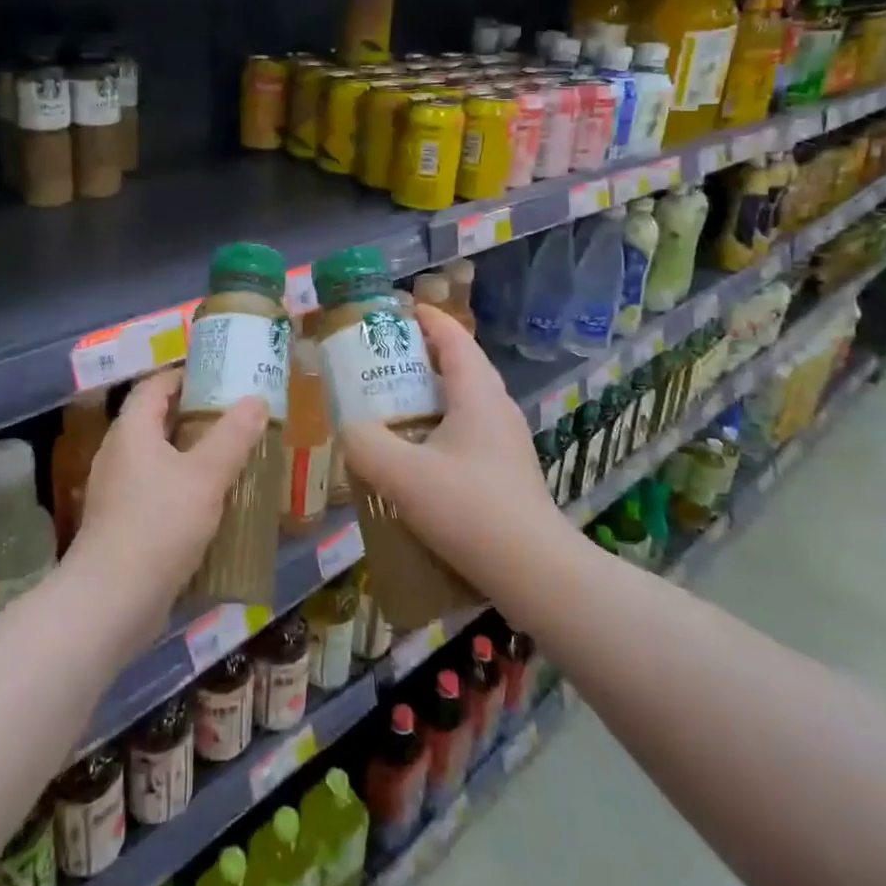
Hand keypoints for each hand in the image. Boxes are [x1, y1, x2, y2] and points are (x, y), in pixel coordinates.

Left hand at [67, 369, 269, 643]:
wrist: (111, 602)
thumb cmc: (159, 526)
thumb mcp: (206, 476)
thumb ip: (233, 436)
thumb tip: (257, 400)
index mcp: (132, 430)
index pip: (155, 385)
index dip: (185, 375)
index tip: (221, 377)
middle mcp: (118, 453)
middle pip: (156, 420)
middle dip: (195, 416)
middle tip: (236, 417)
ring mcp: (117, 490)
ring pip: (158, 458)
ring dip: (191, 454)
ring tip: (231, 457)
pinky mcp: (121, 523)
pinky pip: (155, 489)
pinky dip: (182, 486)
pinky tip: (211, 503)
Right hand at [339, 303, 567, 613]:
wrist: (536, 572)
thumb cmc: (471, 510)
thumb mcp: (402, 475)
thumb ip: (364, 445)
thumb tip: (348, 430)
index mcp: (477, 391)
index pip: (451, 335)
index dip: (422, 317)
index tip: (389, 313)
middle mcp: (495, 405)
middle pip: (456, 362)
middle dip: (416, 354)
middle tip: (376, 361)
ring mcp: (505, 438)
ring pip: (461, 397)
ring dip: (426, 392)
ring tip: (388, 404)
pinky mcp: (505, 468)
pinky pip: (466, 427)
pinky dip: (437, 423)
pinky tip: (414, 453)